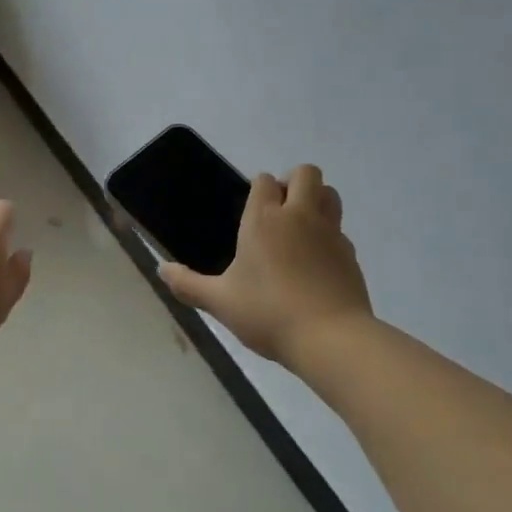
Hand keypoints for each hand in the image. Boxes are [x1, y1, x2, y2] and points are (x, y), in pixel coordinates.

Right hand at [160, 165, 373, 365]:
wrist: (330, 337)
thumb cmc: (267, 313)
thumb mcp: (220, 302)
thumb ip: (189, 284)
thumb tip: (161, 269)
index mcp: (264, 219)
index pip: (264, 180)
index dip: (259, 189)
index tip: (251, 212)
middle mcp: (299, 215)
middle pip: (306, 173)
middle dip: (293, 182)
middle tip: (279, 213)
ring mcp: (330, 233)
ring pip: (330, 194)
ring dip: (317, 200)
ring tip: (300, 229)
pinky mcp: (350, 254)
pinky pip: (340, 230)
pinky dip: (329, 236)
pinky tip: (316, 263)